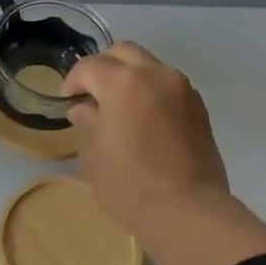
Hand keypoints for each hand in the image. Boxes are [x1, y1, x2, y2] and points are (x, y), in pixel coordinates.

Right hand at [63, 43, 231, 234]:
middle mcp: (157, 74)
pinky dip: (151, 92)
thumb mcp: (94, 154)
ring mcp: (183, 89)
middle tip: (91, 96)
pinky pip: (168, 86)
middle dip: (103, 68)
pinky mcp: (199, 108)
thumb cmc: (129, 184)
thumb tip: (85, 109)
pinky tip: (143, 120)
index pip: (90, 66)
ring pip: (149, 66)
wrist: (188, 211)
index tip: (66, 101)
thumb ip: (87, 122)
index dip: (73, 81)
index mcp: (124, 82)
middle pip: (123, 53)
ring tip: (118, 109)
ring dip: (130, 78)